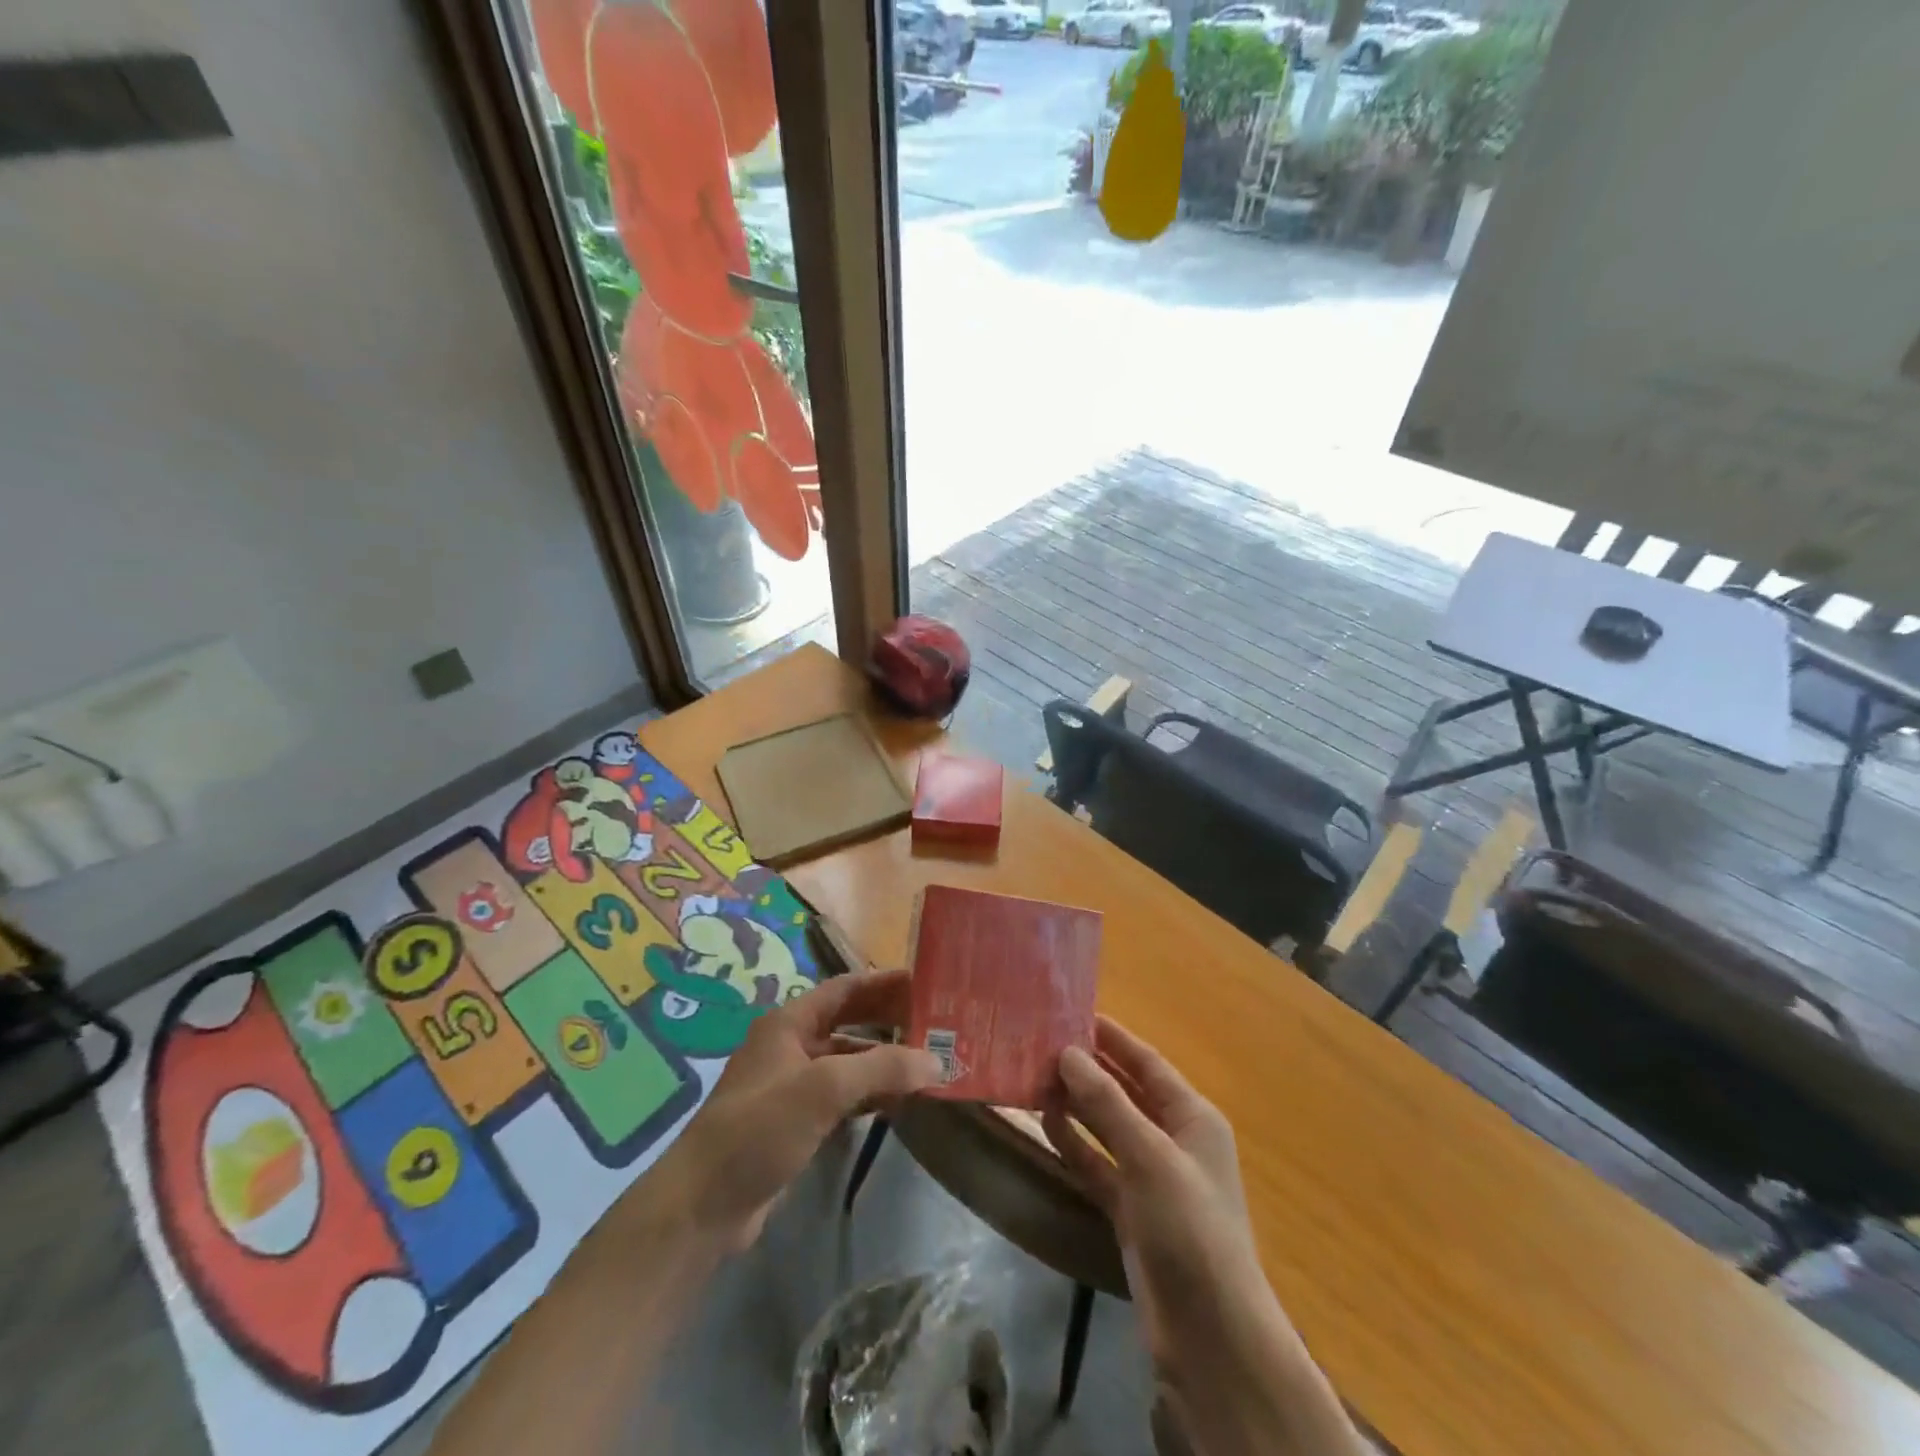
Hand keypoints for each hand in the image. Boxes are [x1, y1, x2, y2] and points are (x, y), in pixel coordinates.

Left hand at [648, 969, 941, 1251]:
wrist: (703, 1206)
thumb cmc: (759, 1128)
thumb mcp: (823, 1089)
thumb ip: (881, 1068)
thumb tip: (936, 1061)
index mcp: (789, 1023)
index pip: (845, 988)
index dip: (884, 982)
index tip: (926, 983)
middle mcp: (791, 1047)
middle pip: (849, 1023)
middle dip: (889, 1022)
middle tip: (936, 1025)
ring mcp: (792, 1087)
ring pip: (848, 1063)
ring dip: (883, 1062)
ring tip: (928, 1065)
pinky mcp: (796, 1124)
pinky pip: (842, 1098)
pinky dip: (870, 1095)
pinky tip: (898, 1103)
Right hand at [1042, 1016, 1264, 1367]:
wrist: (1210, 1335)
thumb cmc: (1189, 1228)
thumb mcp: (1149, 1156)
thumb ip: (1107, 1103)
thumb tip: (1068, 1052)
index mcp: (1193, 1117)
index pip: (1147, 1062)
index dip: (1113, 1037)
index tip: (1072, 1012)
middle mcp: (1173, 1139)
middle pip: (1126, 1091)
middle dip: (1089, 1069)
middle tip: (1042, 1042)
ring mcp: (1151, 1177)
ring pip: (1108, 1127)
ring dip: (1077, 1104)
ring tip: (1035, 1075)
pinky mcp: (1131, 1210)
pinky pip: (1098, 1163)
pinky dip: (1075, 1144)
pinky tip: (1045, 1122)